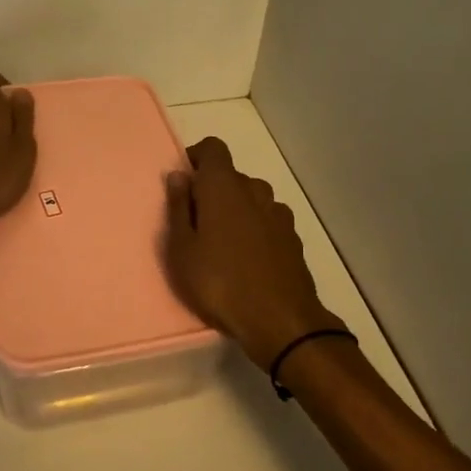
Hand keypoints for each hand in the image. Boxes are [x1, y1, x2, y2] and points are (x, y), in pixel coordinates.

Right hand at [163, 136, 334, 370]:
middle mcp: (254, 190)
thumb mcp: (182, 250)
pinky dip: (255, 230)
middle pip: (231, 176)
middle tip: (195, 226)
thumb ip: (178, 208)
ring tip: (222, 247)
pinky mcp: (292, 238)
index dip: (197, 158)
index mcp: (224, 186)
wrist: (281, 322)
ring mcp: (278, 214)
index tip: (184, 184)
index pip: (213, 148)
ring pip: (251, 199)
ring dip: (236, 211)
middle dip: (212, 192)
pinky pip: (267, 221)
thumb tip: (178, 176)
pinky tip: (247, 260)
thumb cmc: (220, 283)